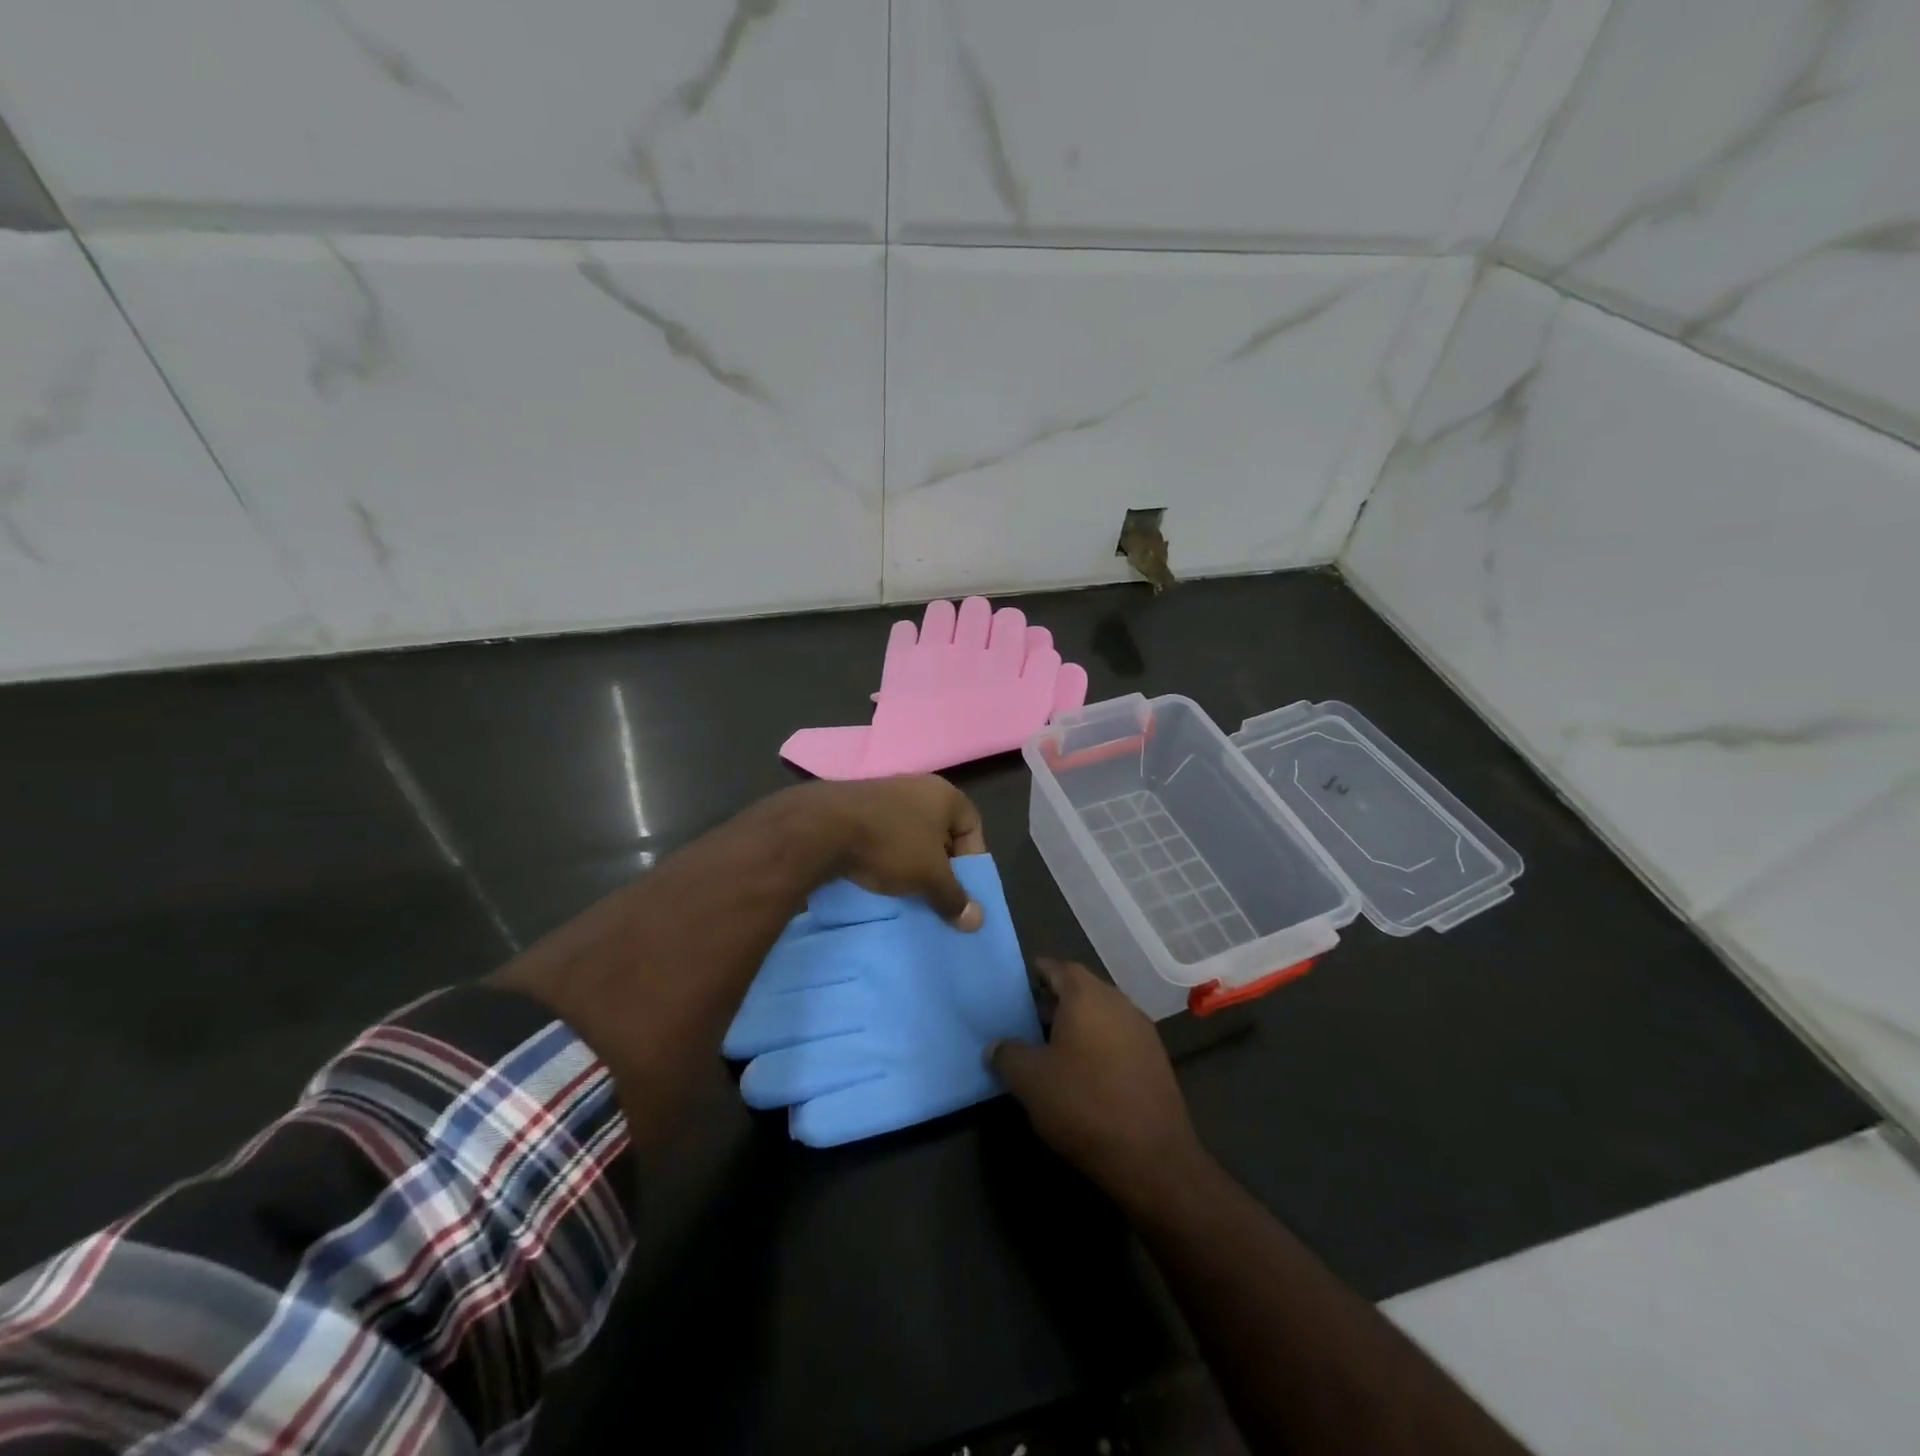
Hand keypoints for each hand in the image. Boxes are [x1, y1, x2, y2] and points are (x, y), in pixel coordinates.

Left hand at [783, 775, 986, 929]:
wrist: (822, 827)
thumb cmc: (891, 844)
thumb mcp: (929, 876)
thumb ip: (954, 897)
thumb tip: (977, 922)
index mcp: (944, 793)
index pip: (972, 826)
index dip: (971, 859)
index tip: (959, 886)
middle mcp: (917, 785)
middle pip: (940, 830)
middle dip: (940, 864)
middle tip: (934, 892)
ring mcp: (884, 792)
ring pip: (909, 833)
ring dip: (910, 860)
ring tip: (905, 889)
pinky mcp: (855, 804)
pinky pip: (881, 832)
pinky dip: (884, 853)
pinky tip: (876, 875)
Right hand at [989, 959, 1205, 1203]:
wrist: (1152, 1157)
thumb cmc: (1083, 1104)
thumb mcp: (1030, 1081)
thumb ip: (1007, 1054)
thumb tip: (995, 1046)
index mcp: (1087, 996)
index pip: (1059, 967)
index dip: (1039, 972)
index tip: (1020, 983)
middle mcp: (1118, 1002)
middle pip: (1082, 989)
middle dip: (1056, 1000)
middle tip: (1030, 1018)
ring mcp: (1142, 1030)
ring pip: (1103, 1014)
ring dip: (1079, 1023)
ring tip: (1053, 1047)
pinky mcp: (1156, 1060)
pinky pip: (1119, 1037)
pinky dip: (1099, 1043)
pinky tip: (1085, 1072)